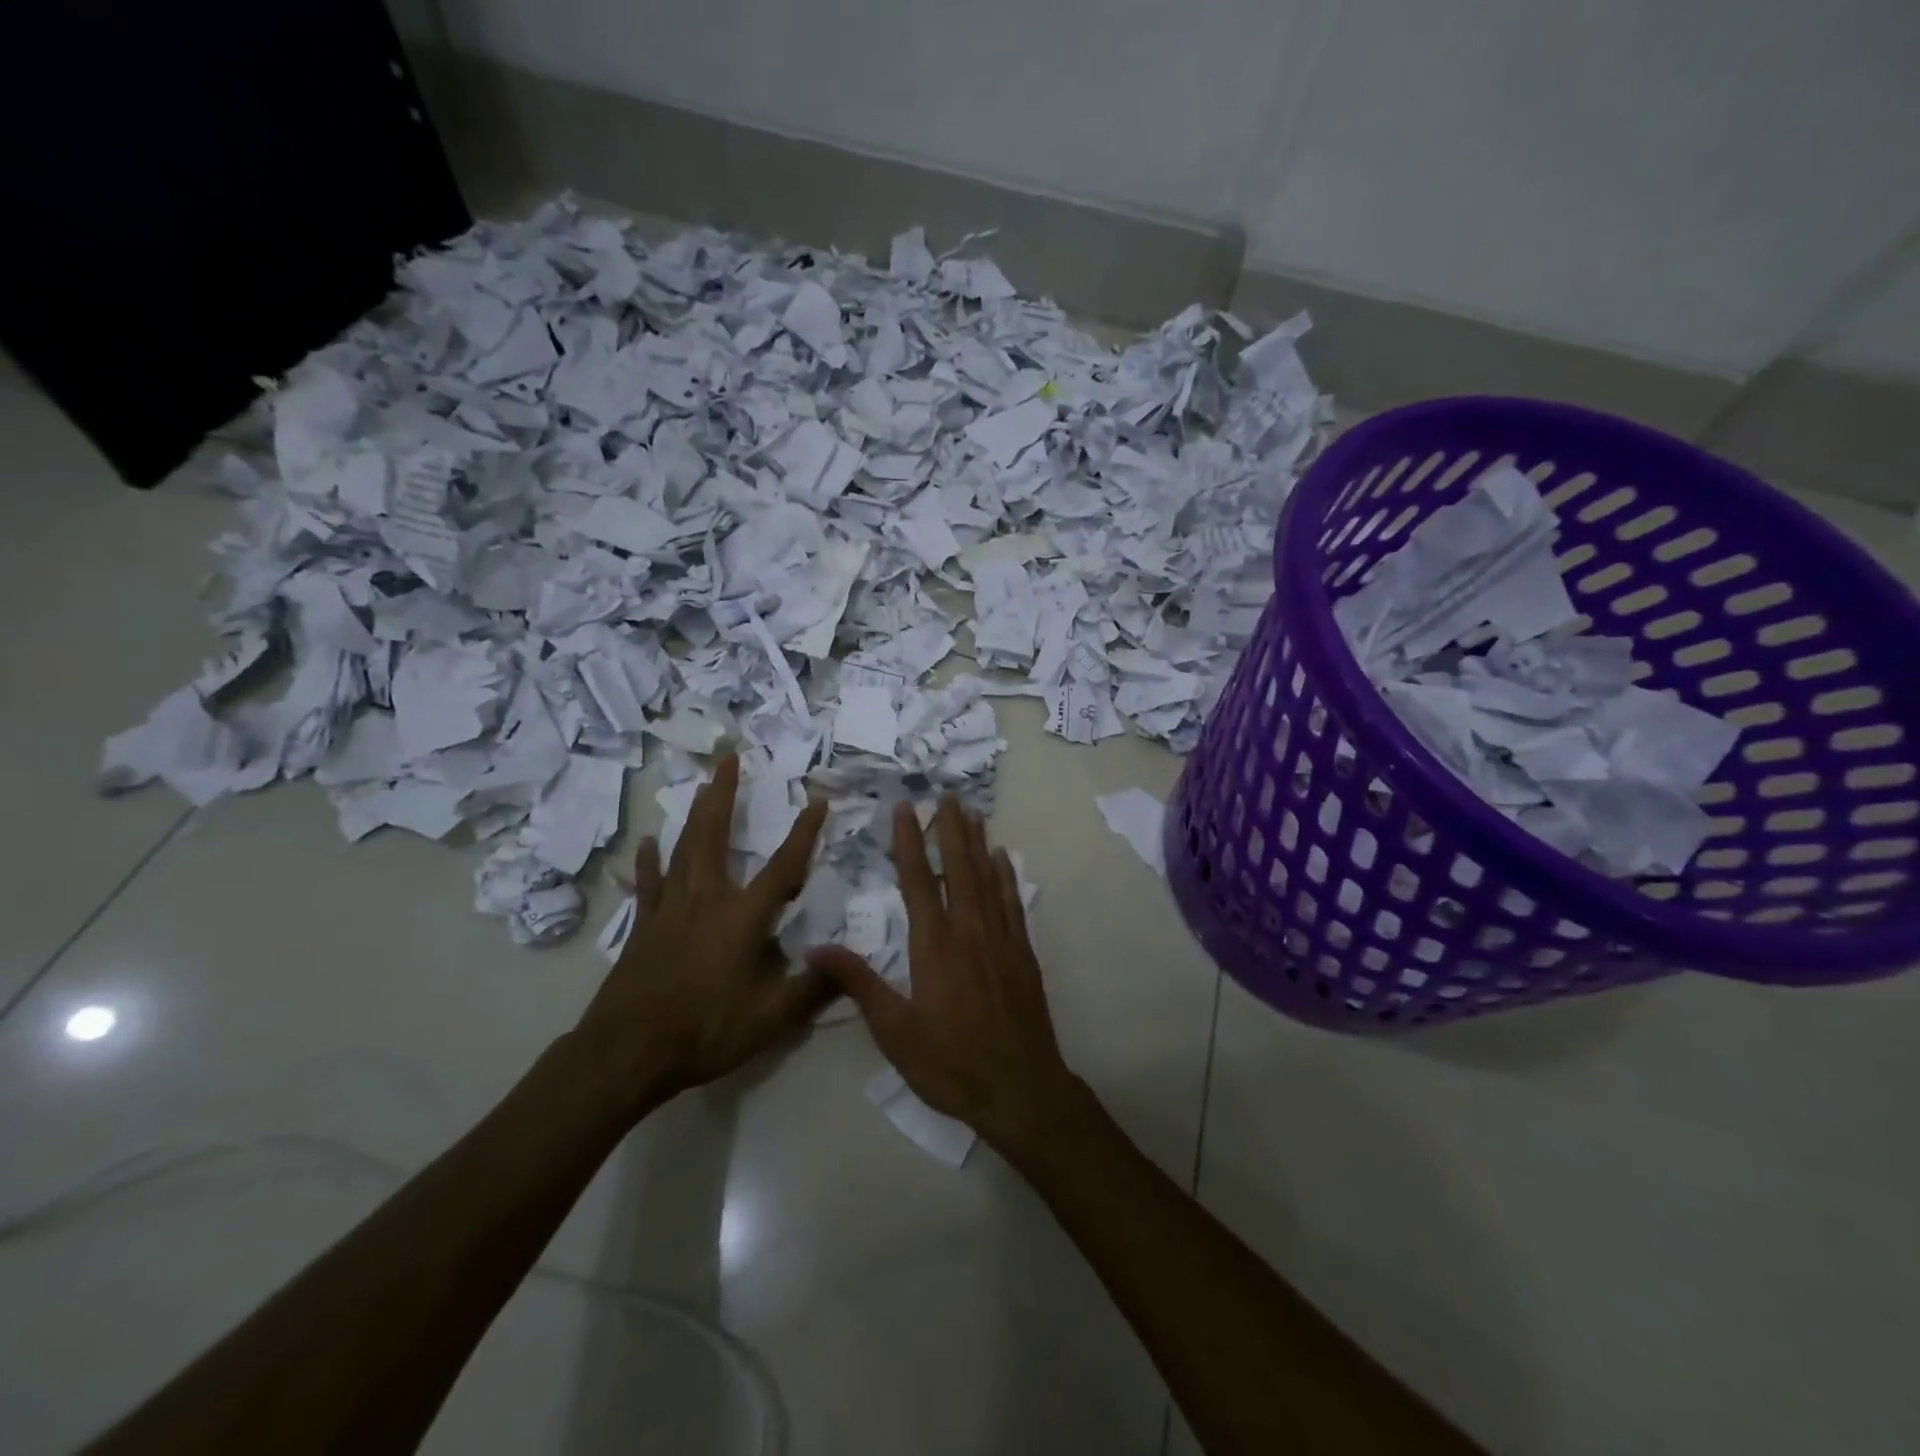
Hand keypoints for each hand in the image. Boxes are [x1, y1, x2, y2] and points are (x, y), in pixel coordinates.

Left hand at [572, 754, 838, 1110]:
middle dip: (725, 794)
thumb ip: (813, 988)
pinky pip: (649, 883)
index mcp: (742, 917)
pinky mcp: (644, 926)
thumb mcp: (771, 1018)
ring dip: (694, 814)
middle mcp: (706, 899)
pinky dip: (650, 861)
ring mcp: (669, 909)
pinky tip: (648, 843)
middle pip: (716, 835)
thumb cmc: (705, 1030)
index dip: (804, 833)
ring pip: (683, 849)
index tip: (818, 799)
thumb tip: (849, 962)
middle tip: (729, 758)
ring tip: (700, 785)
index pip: (783, 866)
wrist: (628, 1052)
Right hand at [808, 796, 1082, 1156]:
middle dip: (950, 828)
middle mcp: (968, 930)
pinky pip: (1013, 903)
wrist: (1020, 1088)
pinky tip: (1004, 858)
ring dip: (978, 843)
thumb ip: (859, 984)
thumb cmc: (950, 1063)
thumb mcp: (894, 1031)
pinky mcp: (1023, 953)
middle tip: (947, 794)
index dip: (910, 841)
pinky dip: (1007, 876)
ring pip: (987, 878)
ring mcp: (1001, 939)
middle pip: (958, 868)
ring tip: (972, 812)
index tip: (905, 808)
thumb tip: (816, 947)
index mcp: (933, 945)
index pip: (918, 880)